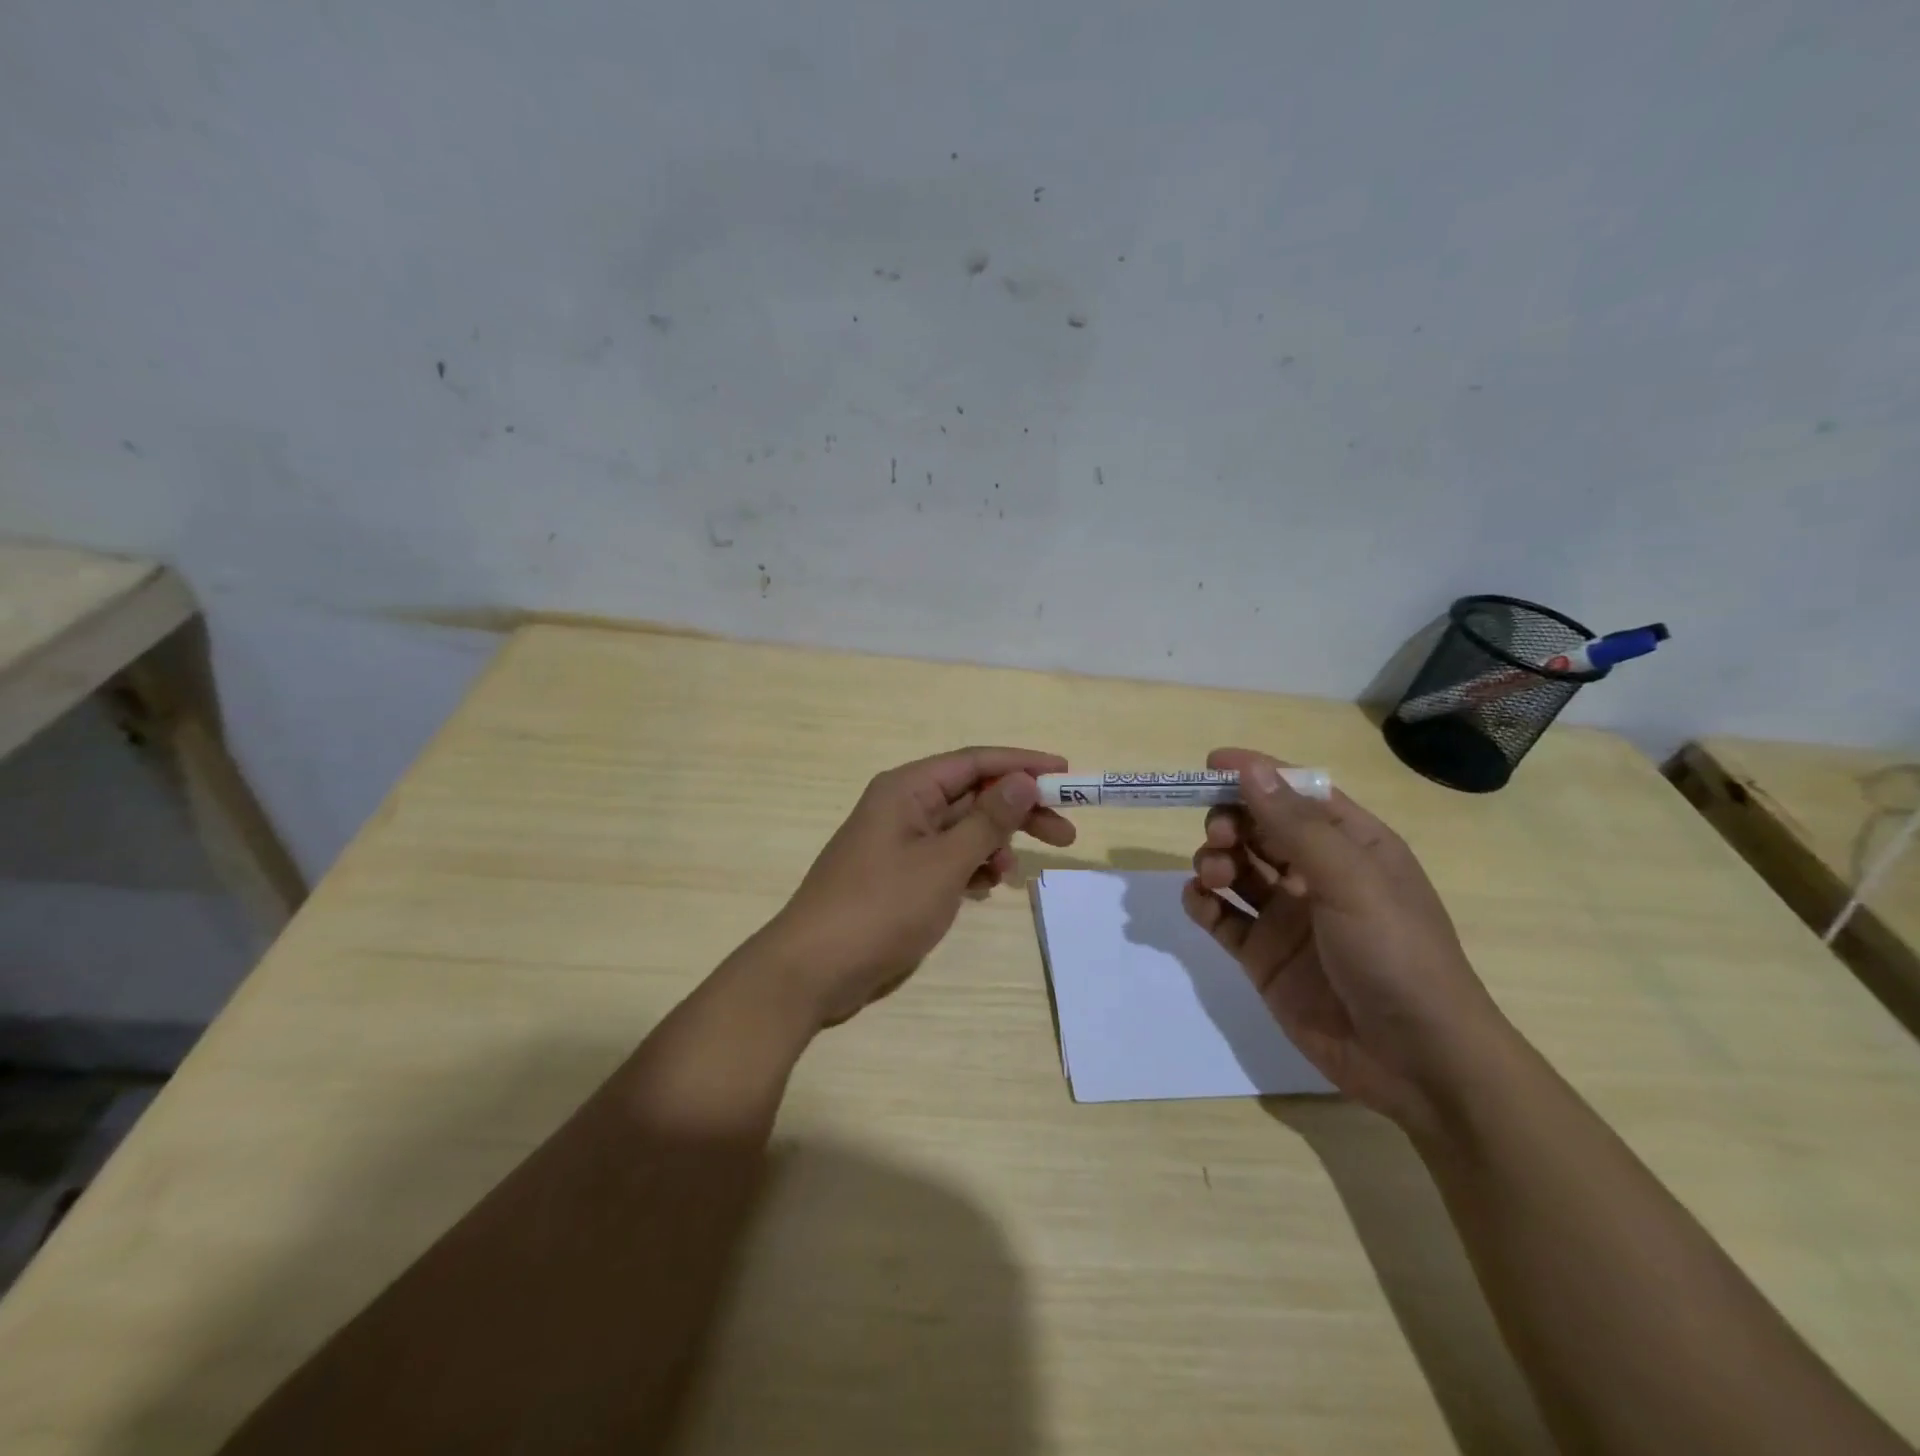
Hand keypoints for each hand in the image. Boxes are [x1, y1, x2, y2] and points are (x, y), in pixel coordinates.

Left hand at [754, 746, 1076, 1027]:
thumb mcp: (943, 862)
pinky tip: (986, 888)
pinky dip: (971, 868)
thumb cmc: (880, 908)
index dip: (1023, 765)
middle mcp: (903, 806)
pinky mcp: (898, 876)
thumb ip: (987, 820)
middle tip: (1065, 835)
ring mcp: (899, 843)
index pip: (975, 762)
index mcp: (907, 789)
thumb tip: (1023, 780)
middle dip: (1017, 812)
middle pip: (972, 796)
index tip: (1067, 775)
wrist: (813, 970)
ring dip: (994, 844)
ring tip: (1014, 875)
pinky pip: (946, 858)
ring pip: (961, 830)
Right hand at [1183, 747, 1509, 1127]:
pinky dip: (1203, 903)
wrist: (1418, 1063)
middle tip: (1220, 837)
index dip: (1257, 774)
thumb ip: (1295, 825)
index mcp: (1352, 845)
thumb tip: (1249, 769)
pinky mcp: (1263, 955)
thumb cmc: (1397, 955)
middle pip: (1258, 828)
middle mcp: (1316, 873)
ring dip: (1214, 860)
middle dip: (1230, 822)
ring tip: (1213, 877)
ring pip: (1235, 868)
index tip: (1209, 764)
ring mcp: (1287, 916)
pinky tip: (1201, 902)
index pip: (1297, 793)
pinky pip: (1221, 916)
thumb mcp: (1351, 880)